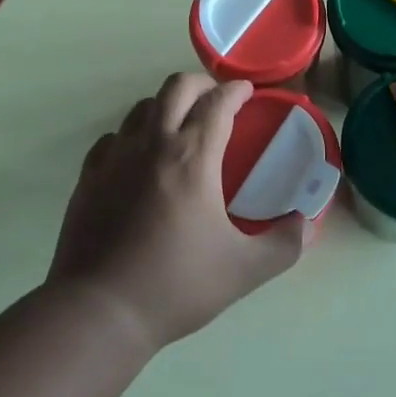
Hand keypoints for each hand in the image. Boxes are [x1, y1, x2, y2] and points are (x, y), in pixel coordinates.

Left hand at [49, 73, 304, 352]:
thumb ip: (283, 245)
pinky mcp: (89, 175)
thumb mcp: (243, 270)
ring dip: (167, 106)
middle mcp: (153, 143)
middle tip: (217, 101)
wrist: (99, 312)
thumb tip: (306, 224)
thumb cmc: (175, 285)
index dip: (236, 91)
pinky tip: (139, 158)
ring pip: (143, 107)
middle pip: (177, 87)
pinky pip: (114, 137)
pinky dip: (133, 136)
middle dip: (202, 84)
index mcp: (193, 157)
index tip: (248, 92)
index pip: (218, 102)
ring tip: (180, 127)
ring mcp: (116, 156)